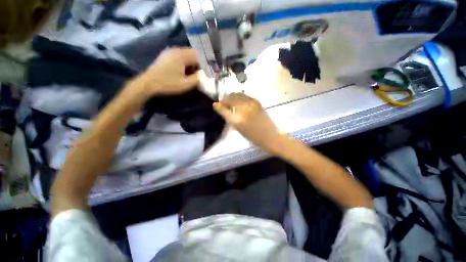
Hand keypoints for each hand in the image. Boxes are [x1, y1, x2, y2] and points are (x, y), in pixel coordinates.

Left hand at [126, 48, 199, 100]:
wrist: (148, 83)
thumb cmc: (168, 84)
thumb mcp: (185, 84)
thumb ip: (197, 78)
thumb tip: (202, 73)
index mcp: (181, 56)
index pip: (198, 56)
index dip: (204, 64)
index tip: (206, 73)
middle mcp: (176, 50)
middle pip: (193, 53)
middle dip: (198, 63)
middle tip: (199, 74)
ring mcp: (170, 51)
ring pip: (186, 54)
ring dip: (191, 63)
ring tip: (191, 74)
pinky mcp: (166, 55)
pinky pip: (180, 56)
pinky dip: (185, 62)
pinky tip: (183, 71)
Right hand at [214, 93, 284, 154]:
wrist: (270, 136)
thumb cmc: (253, 137)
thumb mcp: (238, 129)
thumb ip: (230, 118)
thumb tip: (223, 109)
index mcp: (237, 119)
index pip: (223, 108)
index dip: (218, 106)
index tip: (216, 105)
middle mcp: (243, 109)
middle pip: (230, 98)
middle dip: (225, 100)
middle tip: (223, 104)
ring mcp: (251, 103)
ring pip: (237, 94)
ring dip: (231, 97)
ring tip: (231, 102)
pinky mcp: (257, 101)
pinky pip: (244, 96)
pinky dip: (239, 97)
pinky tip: (239, 102)